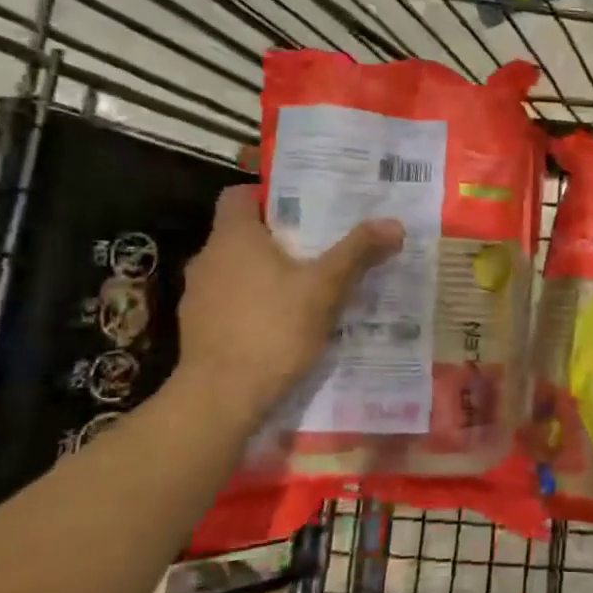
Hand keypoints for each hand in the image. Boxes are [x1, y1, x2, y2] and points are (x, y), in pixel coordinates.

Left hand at [174, 186, 403, 419]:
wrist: (221, 397)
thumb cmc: (273, 329)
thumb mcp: (325, 288)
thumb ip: (357, 252)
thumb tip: (394, 224)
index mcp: (233, 237)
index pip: (239, 195)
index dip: (268, 196)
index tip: (303, 208)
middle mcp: (208, 258)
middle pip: (243, 234)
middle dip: (280, 239)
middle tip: (321, 247)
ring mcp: (198, 296)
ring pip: (237, 271)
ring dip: (267, 274)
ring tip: (307, 287)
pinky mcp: (199, 329)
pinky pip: (231, 303)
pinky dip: (255, 305)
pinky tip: (283, 324)